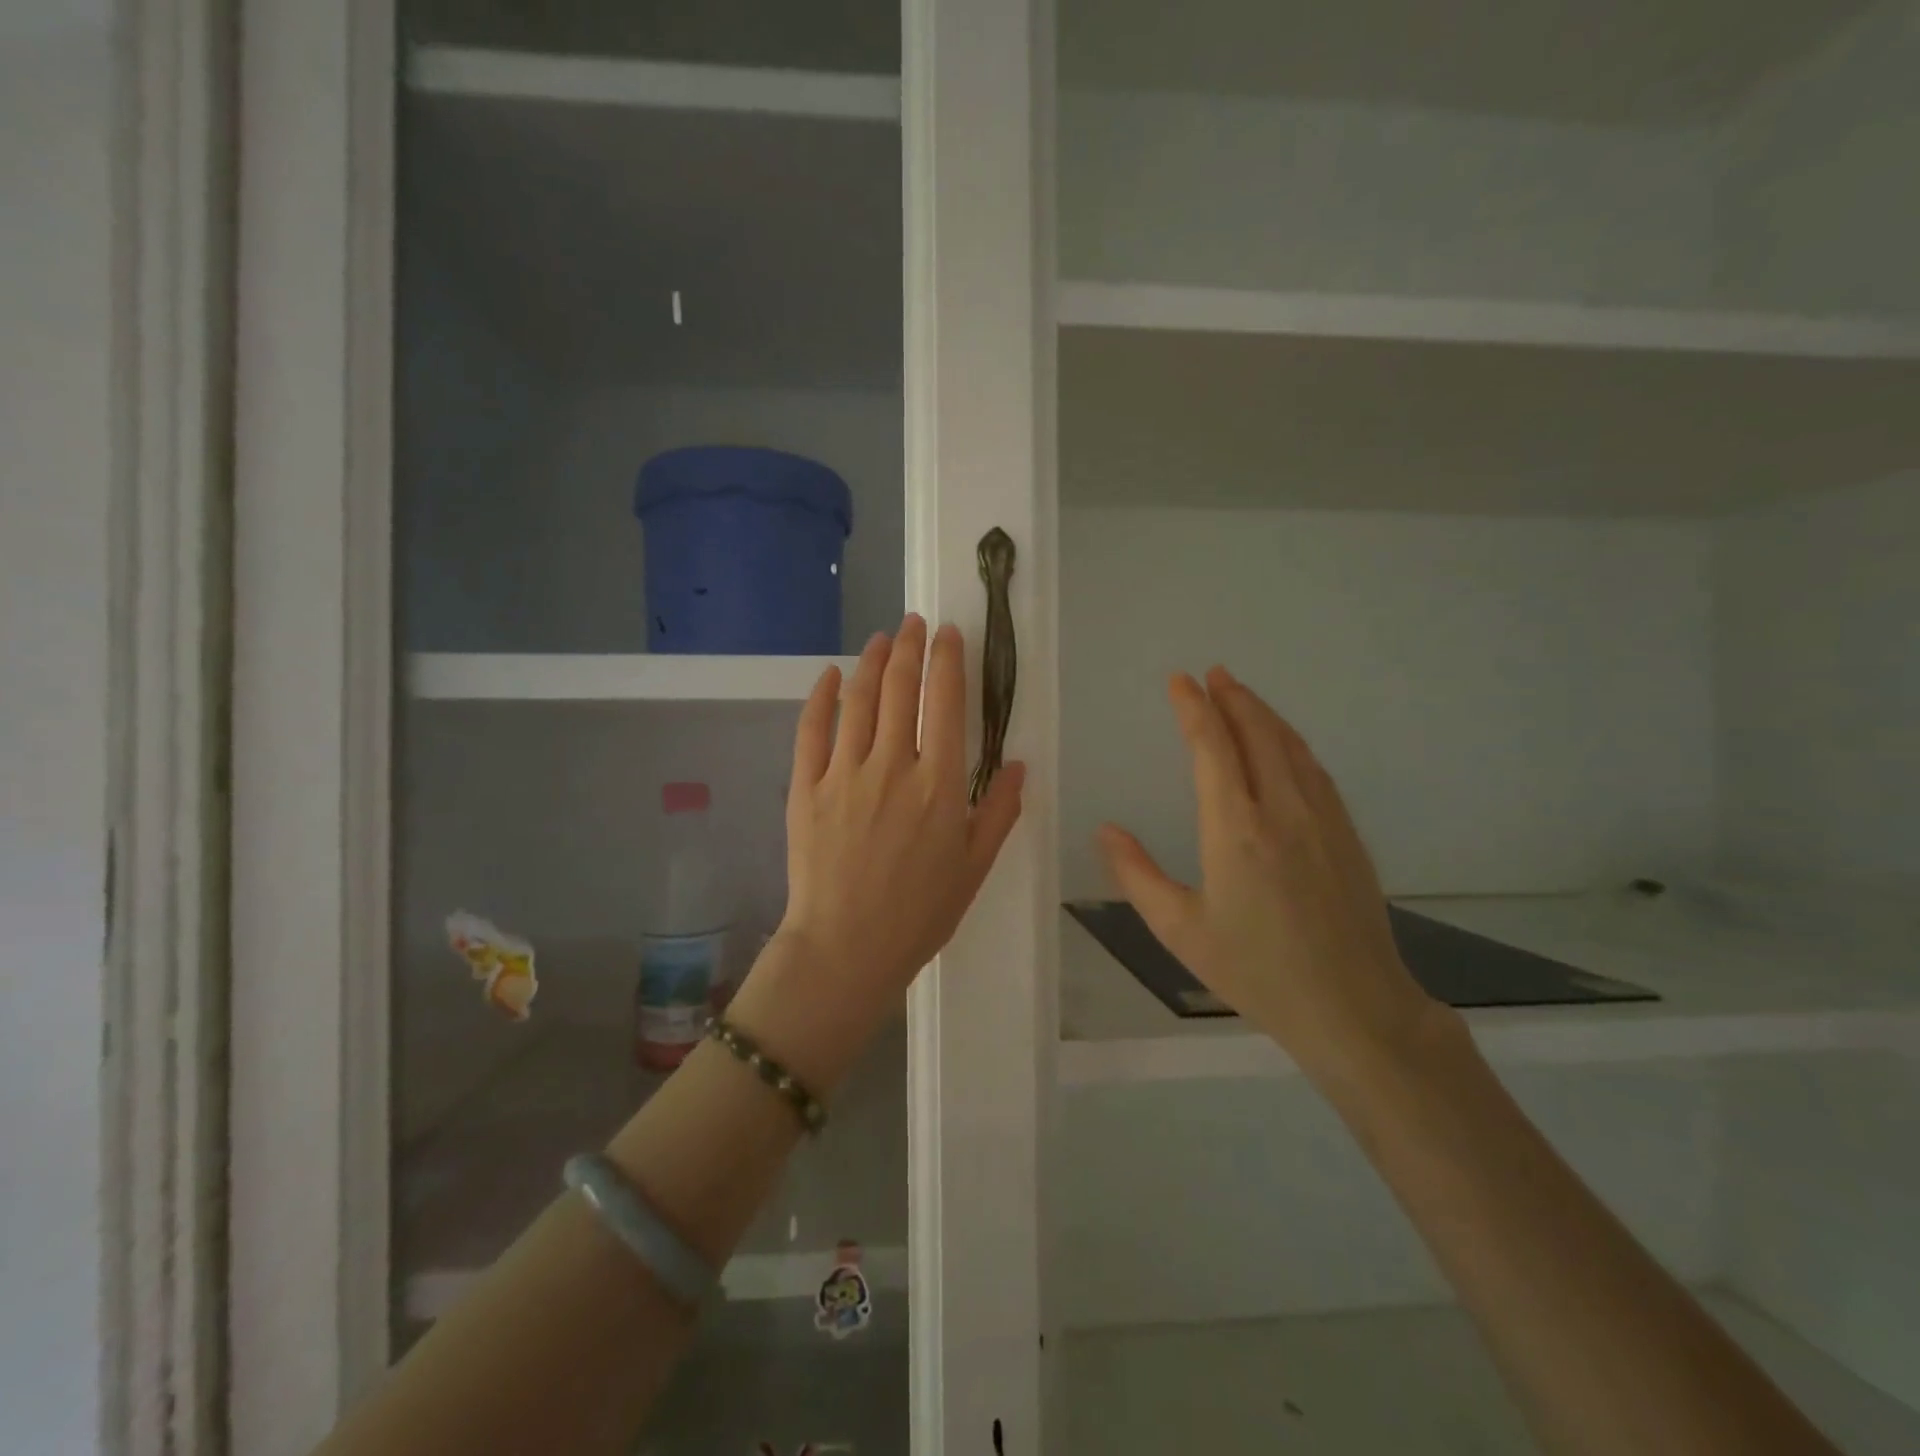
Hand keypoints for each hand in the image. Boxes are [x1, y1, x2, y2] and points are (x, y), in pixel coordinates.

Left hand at [731, 616, 1024, 1090]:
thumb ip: (999, 811)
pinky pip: (812, 730)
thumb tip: (1019, 764)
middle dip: (911, 647)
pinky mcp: (807, 787)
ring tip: (882, 638)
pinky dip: (822, 696)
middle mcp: (893, 766)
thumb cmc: (919, 914)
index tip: (950, 634)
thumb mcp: (975, 867)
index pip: (947, 702)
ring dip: (872, 661)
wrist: (846, 949)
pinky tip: (832, 675)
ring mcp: (845, 773)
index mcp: (940, 784)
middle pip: (902, 689)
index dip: (948, 660)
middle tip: (915, 623)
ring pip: (859, 700)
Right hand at [1098, 667, 1449, 1087]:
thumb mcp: (1180, 930)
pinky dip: (1292, 743)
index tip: (1180, 681)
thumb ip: (1137, 875)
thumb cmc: (1255, 970)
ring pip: (1290, 746)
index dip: (1194, 709)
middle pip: (1256, 734)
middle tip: (1212, 673)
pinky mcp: (1346, 833)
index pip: (1212, 748)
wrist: (1353, 1006)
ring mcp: (1321, 818)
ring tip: (1241, 694)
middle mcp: (1281, 810)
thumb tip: (1106, 830)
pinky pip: (1315, 770)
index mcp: (1235, 829)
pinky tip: (1285, 743)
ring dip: (1263, 713)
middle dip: (1232, 698)